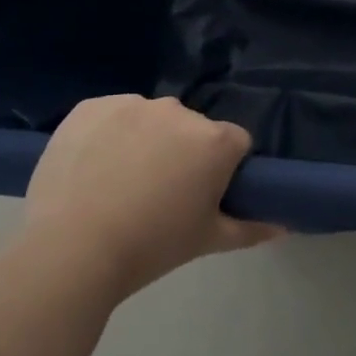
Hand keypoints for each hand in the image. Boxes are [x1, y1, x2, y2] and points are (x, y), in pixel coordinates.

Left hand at [24, 95, 279, 300]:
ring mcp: (131, 104)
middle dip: (183, 152)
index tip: (202, 195)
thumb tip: (285, 226)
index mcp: (215, 140)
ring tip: (119, 182)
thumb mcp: (208, 241)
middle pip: (191, 128)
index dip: (223, 170)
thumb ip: (251, 228)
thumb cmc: (151, 246)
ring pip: (150, 119)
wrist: (71, 250)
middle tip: (159, 193)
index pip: (235, 144)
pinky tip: (92, 167)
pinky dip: (107, 133)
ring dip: (145, 140)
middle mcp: (179, 111)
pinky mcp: (90, 106)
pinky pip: (110, 114)